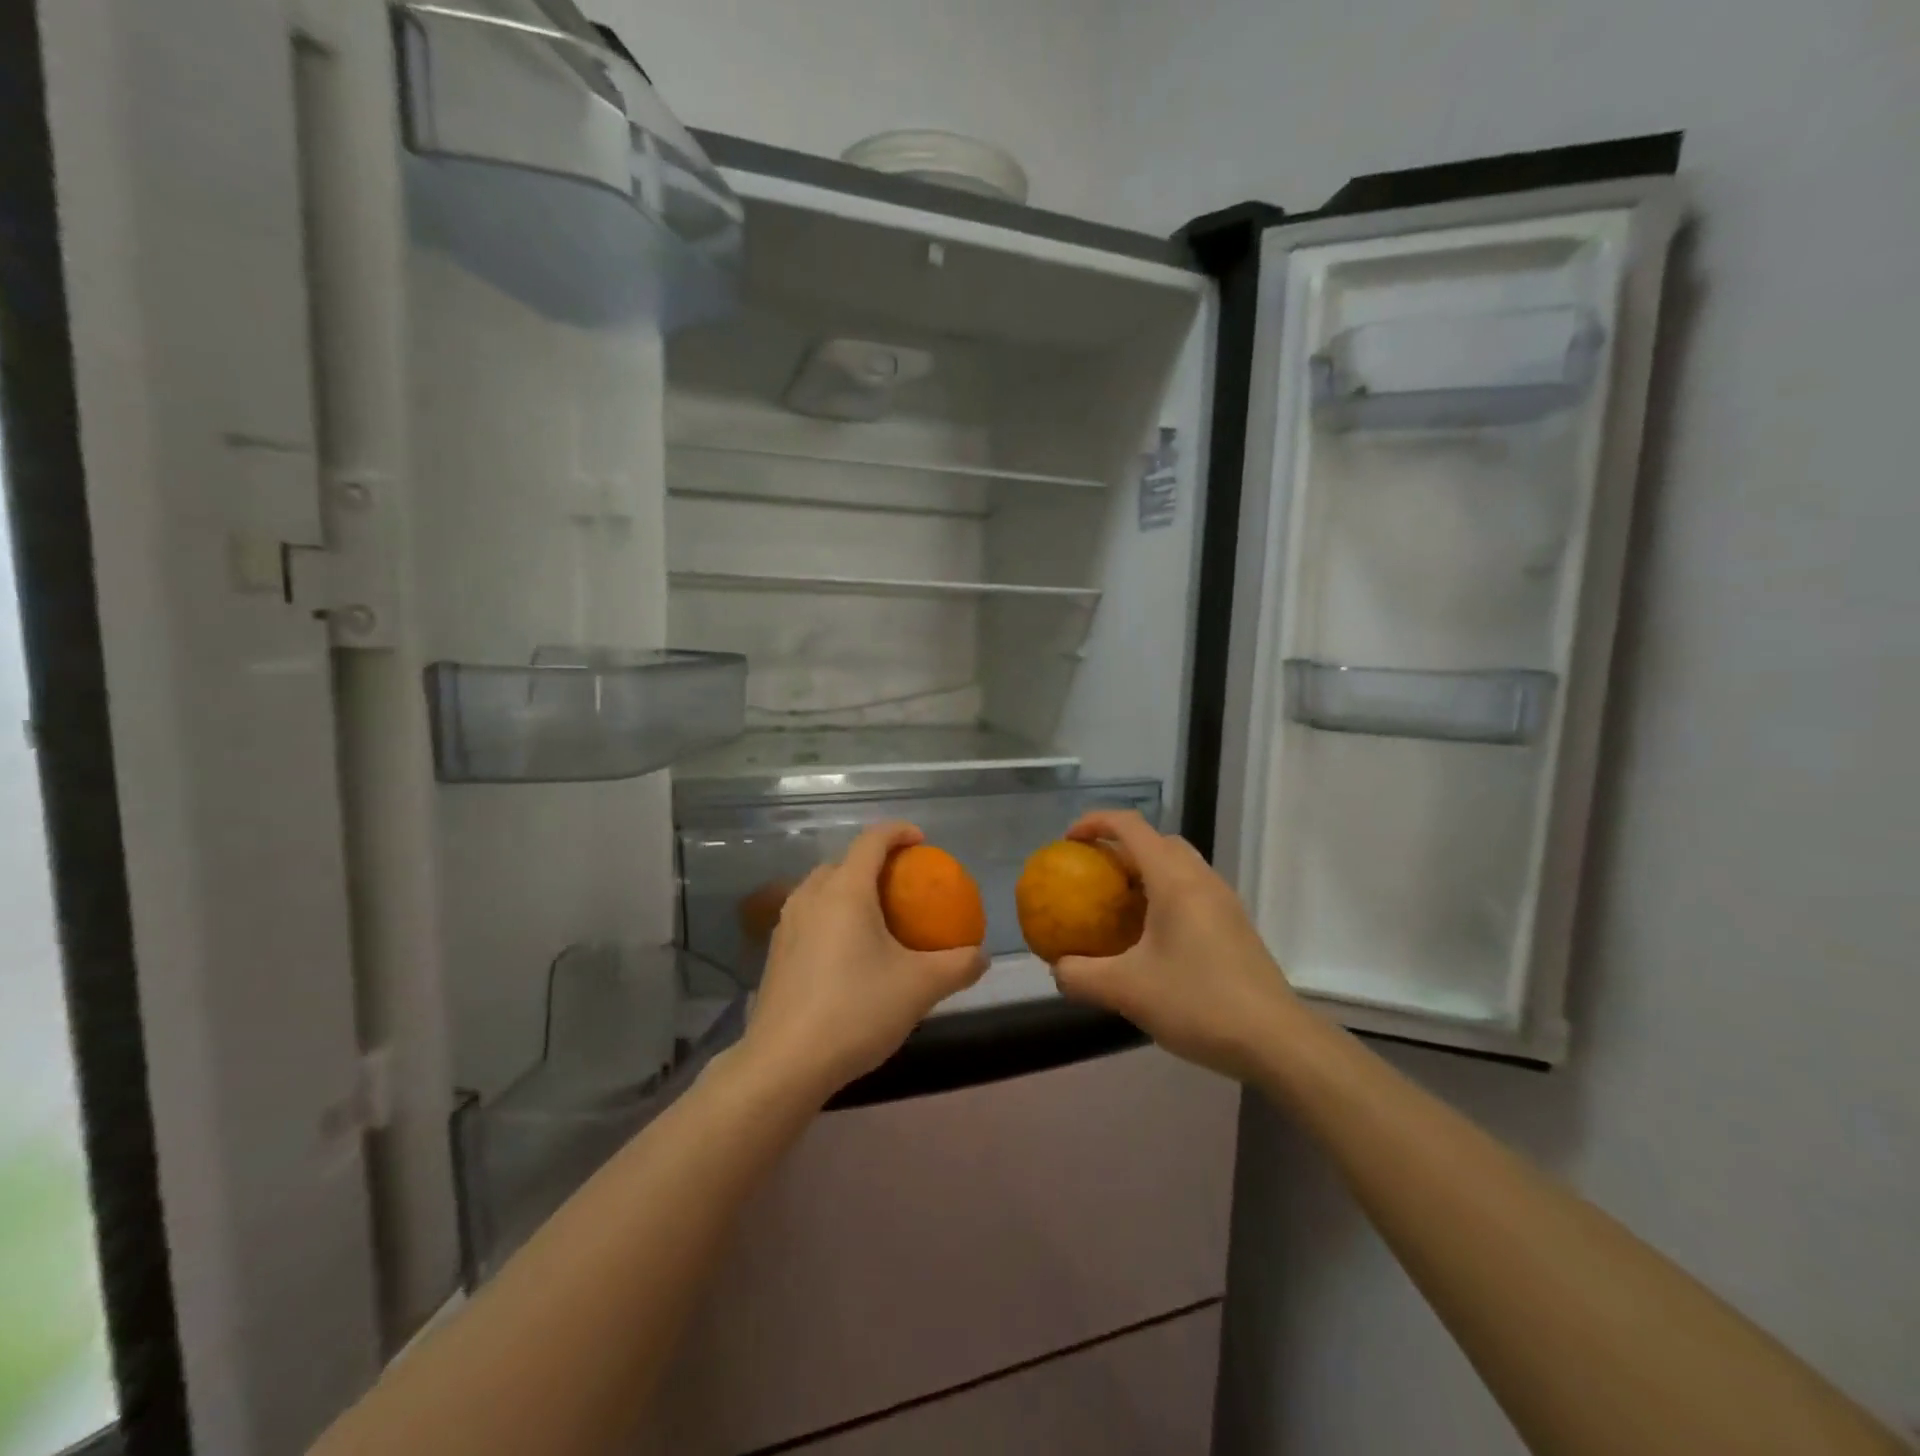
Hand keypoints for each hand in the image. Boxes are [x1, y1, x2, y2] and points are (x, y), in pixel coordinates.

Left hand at [740, 822, 988, 1102]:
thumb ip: (957, 966)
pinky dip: (831, 915)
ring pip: (821, 889)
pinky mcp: (775, 953)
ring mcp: (786, 924)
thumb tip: (981, 956)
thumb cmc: (856, 1011)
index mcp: (845, 891)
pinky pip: (808, 916)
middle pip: (844, 862)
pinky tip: (847, 952)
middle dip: (874, 863)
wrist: (784, 1064)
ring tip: (875, 915)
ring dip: (849, 889)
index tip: (922, 841)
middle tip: (902, 885)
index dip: (898, 832)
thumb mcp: (919, 988)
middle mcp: (810, 896)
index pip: (871, 840)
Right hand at [1048, 810, 1301, 1082]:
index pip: (1130, 826)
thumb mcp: (1126, 991)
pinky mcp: (1235, 926)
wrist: (1276, 1041)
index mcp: (1174, 880)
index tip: (1068, 843)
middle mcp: (1201, 879)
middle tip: (1093, 874)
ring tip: (1118, 906)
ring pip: (1179, 865)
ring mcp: (1224, 902)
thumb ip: (1081, 975)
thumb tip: (1058, 967)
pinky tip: (1151, 939)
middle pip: (1157, 840)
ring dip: (1145, 872)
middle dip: (1120, 846)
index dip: (1094, 822)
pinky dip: (1165, 895)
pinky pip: (1192, 891)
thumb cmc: (1198, 1003)